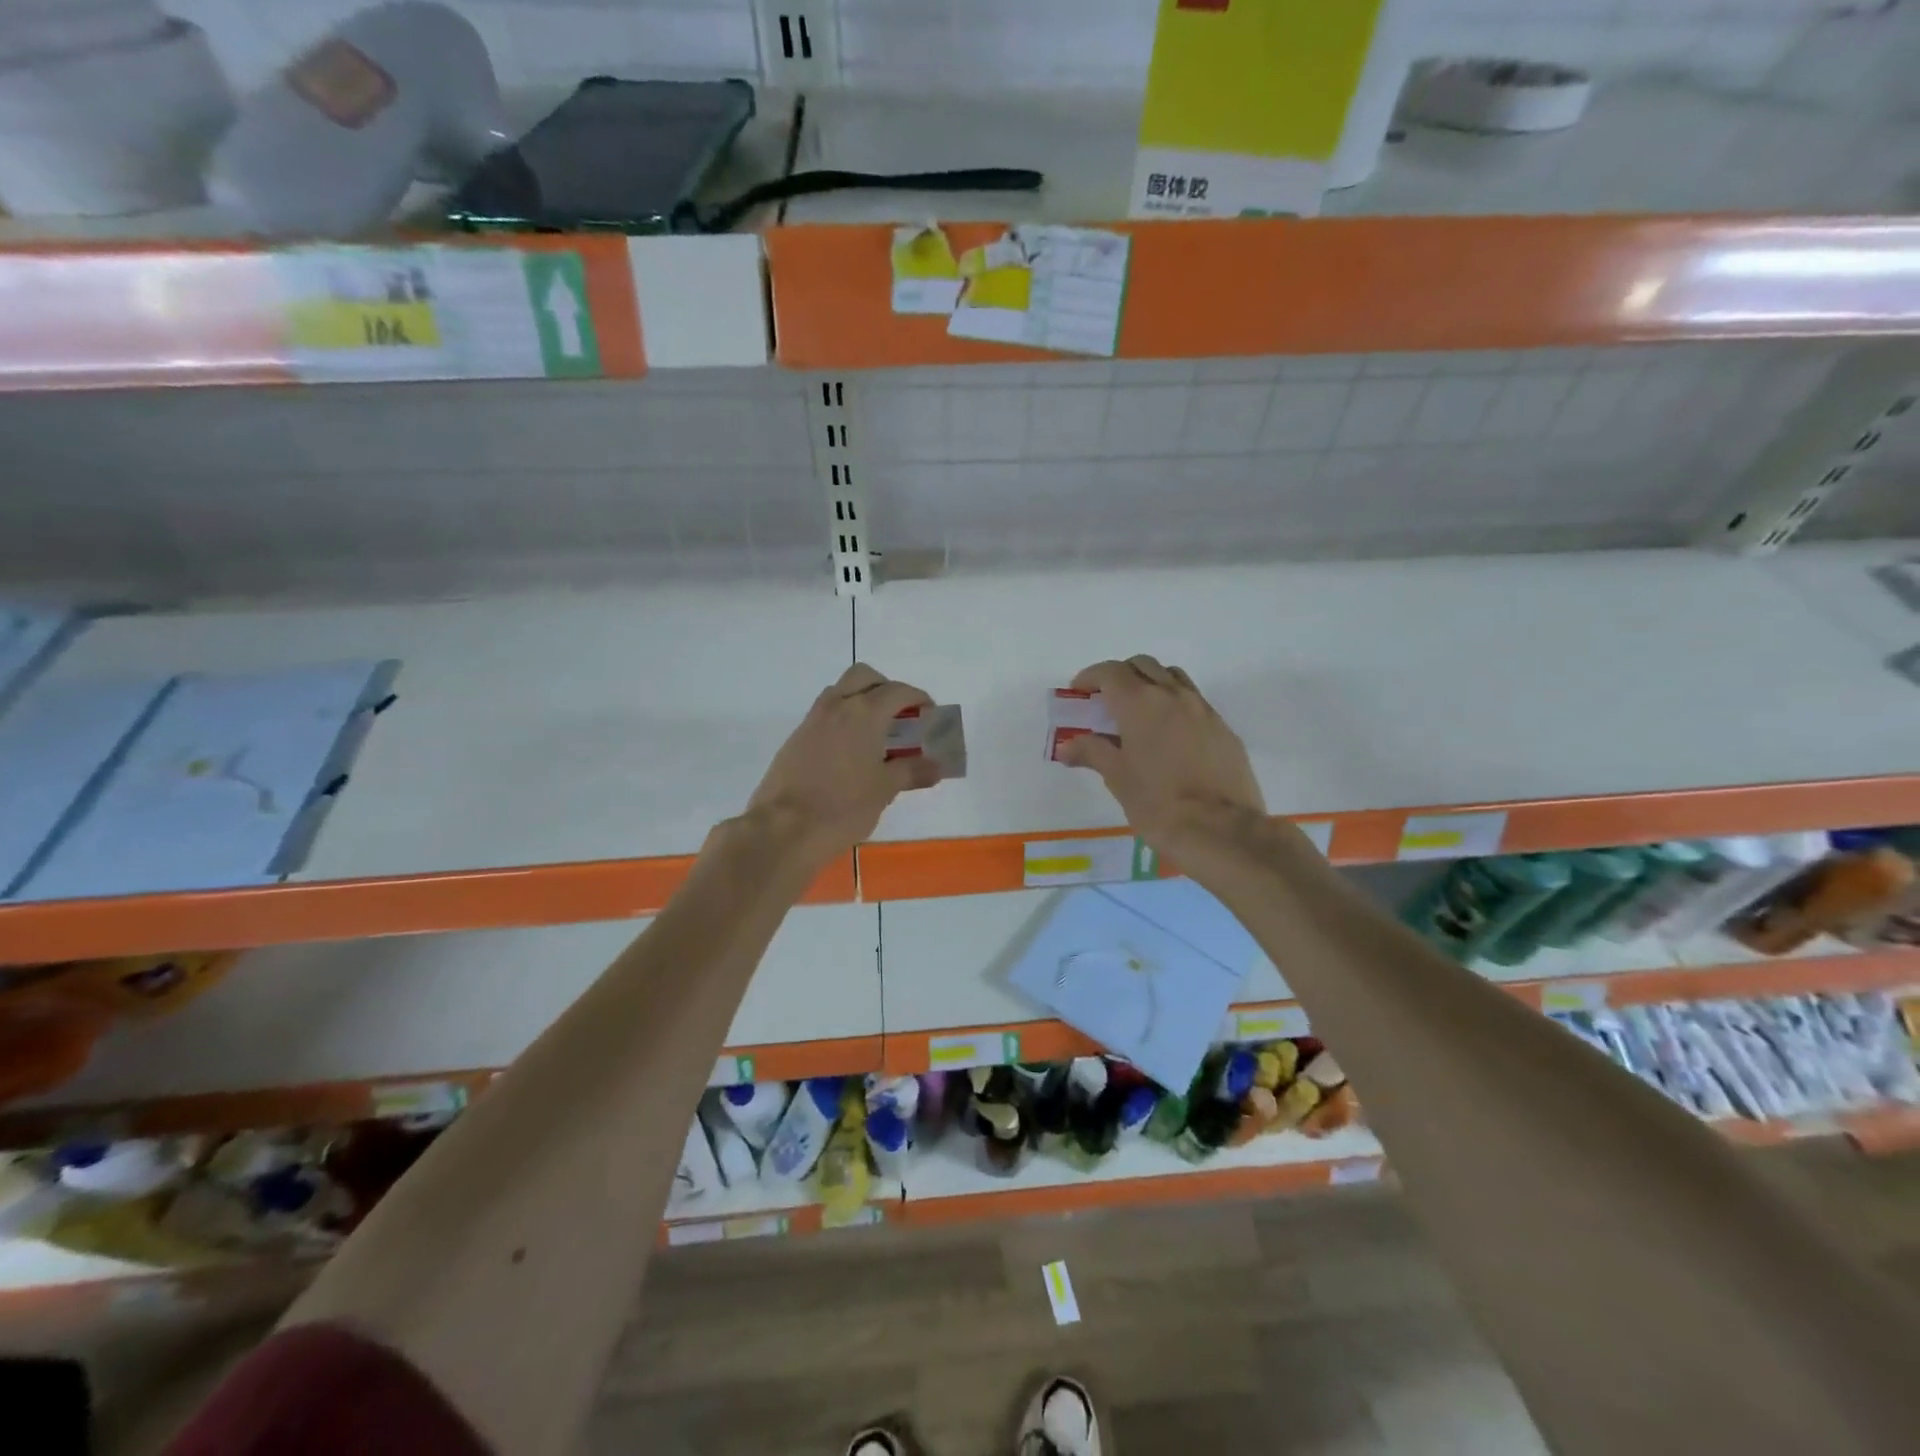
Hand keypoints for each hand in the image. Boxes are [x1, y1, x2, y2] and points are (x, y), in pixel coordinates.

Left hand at [739, 663, 941, 870]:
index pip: (898, 691)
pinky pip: (825, 715)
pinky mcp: (795, 739)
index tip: (930, 714)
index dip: (918, 698)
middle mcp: (837, 706)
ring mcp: (812, 720)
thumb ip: (912, 771)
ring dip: (861, 700)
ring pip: (840, 692)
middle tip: (899, 715)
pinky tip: (851, 752)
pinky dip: (843, 720)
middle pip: (864, 676)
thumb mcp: (885, 790)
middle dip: (885, 688)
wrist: (782, 829)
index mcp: (864, 713)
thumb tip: (936, 766)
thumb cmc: (843, 807)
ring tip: (877, 733)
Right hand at [1058, 655, 1266, 856]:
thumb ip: (1091, 752)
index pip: (1110, 672)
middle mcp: (1174, 695)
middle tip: (1106, 701)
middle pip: (1143, 666)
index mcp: (1141, 702)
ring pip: (1173, 679)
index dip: (1090, 677)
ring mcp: (1204, 710)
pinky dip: (1175, 706)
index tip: (1079, 691)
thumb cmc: (1157, 803)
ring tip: (1139, 713)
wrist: (1221, 831)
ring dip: (1151, 684)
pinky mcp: (1224, 730)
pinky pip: (1195, 703)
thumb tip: (1067, 747)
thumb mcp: (1117, 778)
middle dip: (1121, 676)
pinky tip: (1169, 737)